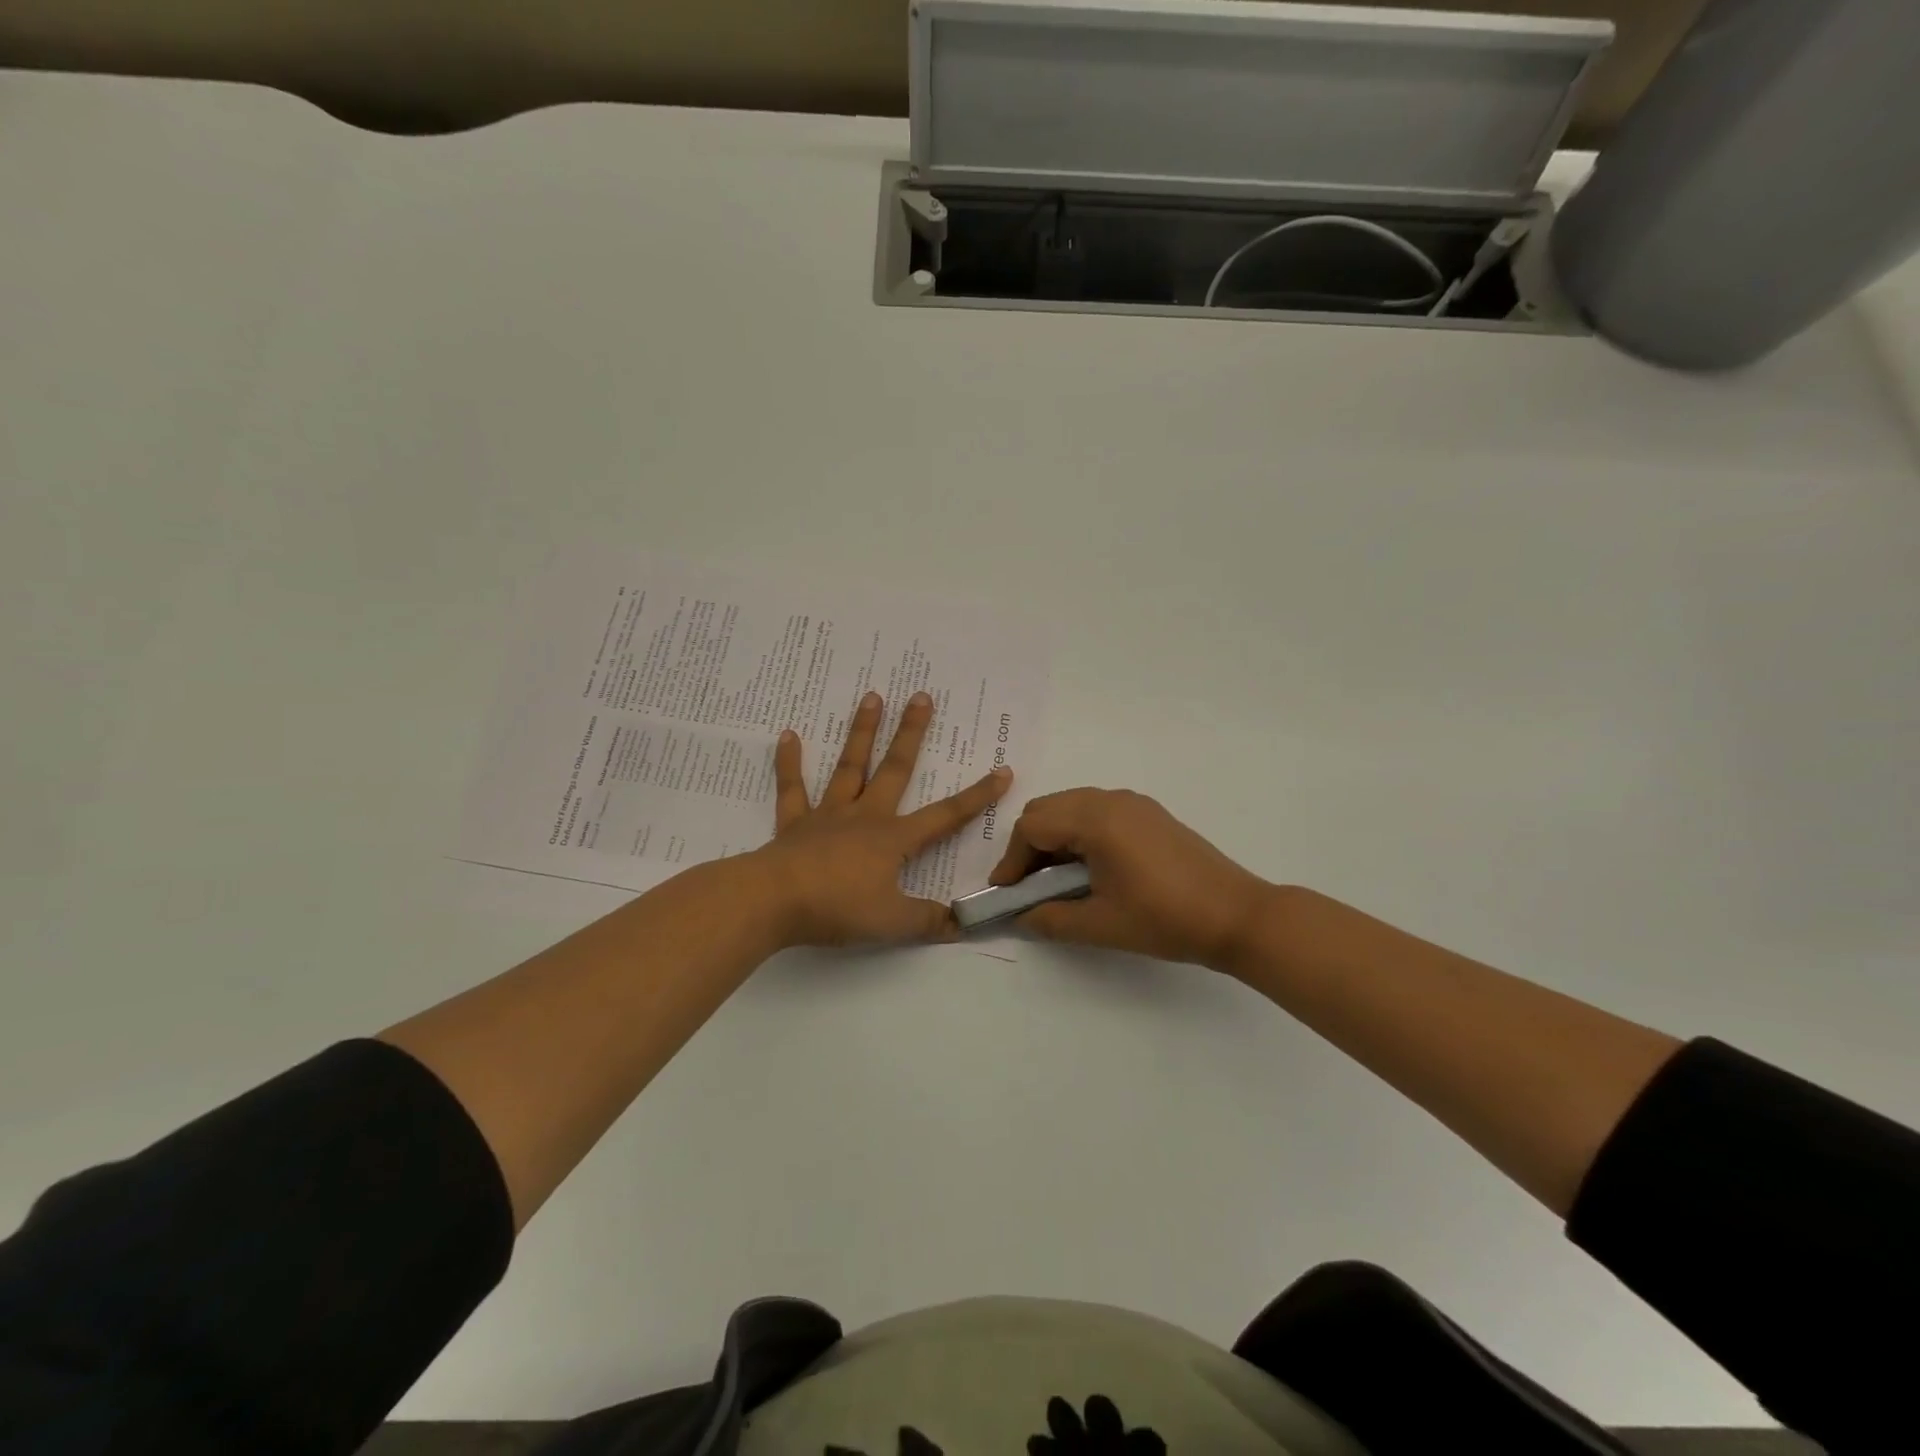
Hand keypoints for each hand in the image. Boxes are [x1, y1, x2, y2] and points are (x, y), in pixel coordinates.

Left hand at [748, 691, 1011, 947]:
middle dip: (911, 733)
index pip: (946, 816)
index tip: (1002, 770)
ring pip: (850, 766)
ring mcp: (828, 815)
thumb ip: (929, 921)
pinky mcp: (794, 824)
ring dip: (861, 732)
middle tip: (920, 696)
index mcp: (893, 839)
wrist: (773, 901)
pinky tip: (788, 735)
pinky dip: (789, 762)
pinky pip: (792, 788)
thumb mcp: (892, 922)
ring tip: (871, 696)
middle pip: (895, 770)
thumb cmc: (837, 907)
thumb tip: (964, 924)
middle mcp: (865, 816)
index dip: (977, 796)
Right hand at [989, 789, 1272, 969]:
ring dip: (1055, 838)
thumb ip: (1050, 919)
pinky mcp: (1149, 814)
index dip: (1012, 860)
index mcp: (1096, 820)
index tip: (1007, 894)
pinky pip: (1097, 812)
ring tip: (1056, 881)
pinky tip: (1090, 869)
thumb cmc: (1165, 919)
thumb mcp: (1100, 925)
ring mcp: (1134, 803)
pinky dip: (1079, 833)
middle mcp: (1111, 799)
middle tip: (1028, 887)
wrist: (1237, 916)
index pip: (1032, 826)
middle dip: (1030, 845)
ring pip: (1072, 807)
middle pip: (1048, 809)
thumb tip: (1021, 917)